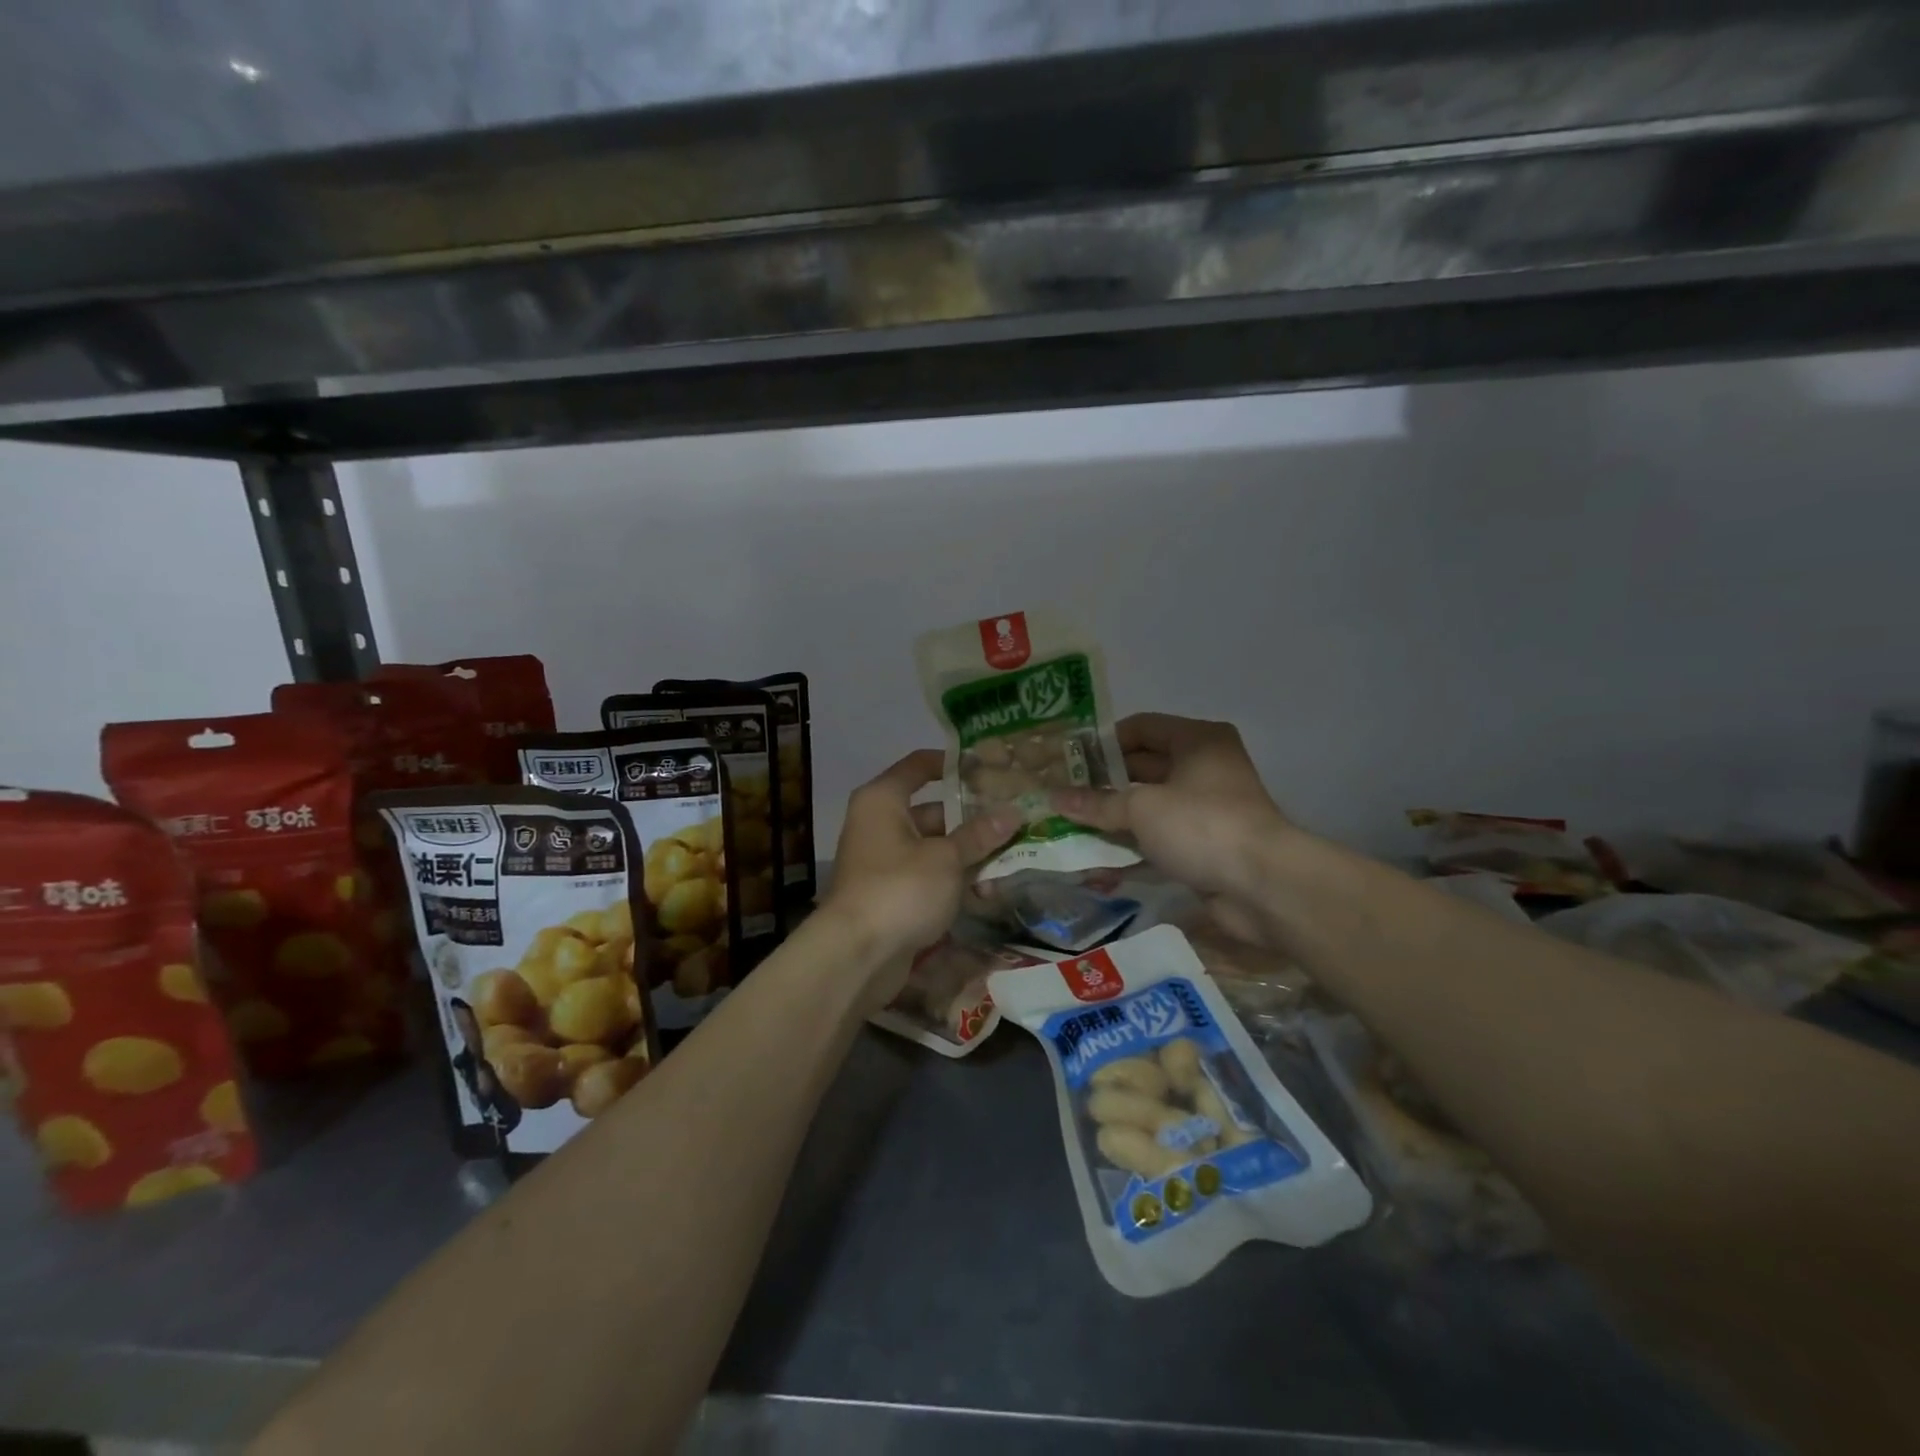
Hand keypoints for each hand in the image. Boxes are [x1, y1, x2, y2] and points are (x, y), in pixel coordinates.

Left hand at [822, 750, 1018, 1007]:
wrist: (857, 955)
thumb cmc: (900, 888)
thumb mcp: (947, 859)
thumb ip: (979, 835)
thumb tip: (1013, 812)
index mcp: (883, 800)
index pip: (919, 765)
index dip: (953, 763)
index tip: (989, 768)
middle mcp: (879, 823)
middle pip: (933, 810)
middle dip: (973, 818)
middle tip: (1015, 818)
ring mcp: (883, 861)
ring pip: (934, 847)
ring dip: (968, 854)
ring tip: (1012, 856)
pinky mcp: (890, 894)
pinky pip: (927, 876)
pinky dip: (952, 880)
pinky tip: (986, 892)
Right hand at [1051, 714, 1290, 943]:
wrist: (1262, 886)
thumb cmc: (1201, 825)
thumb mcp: (1141, 807)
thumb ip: (1097, 803)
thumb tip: (1054, 797)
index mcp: (1197, 741)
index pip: (1141, 727)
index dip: (1104, 741)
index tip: (1069, 759)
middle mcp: (1204, 768)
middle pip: (1143, 766)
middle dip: (1104, 782)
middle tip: (1062, 793)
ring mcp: (1206, 808)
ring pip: (1149, 805)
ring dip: (1114, 816)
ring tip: (1070, 823)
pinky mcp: (1204, 845)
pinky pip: (1159, 837)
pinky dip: (1131, 844)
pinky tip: (1096, 857)